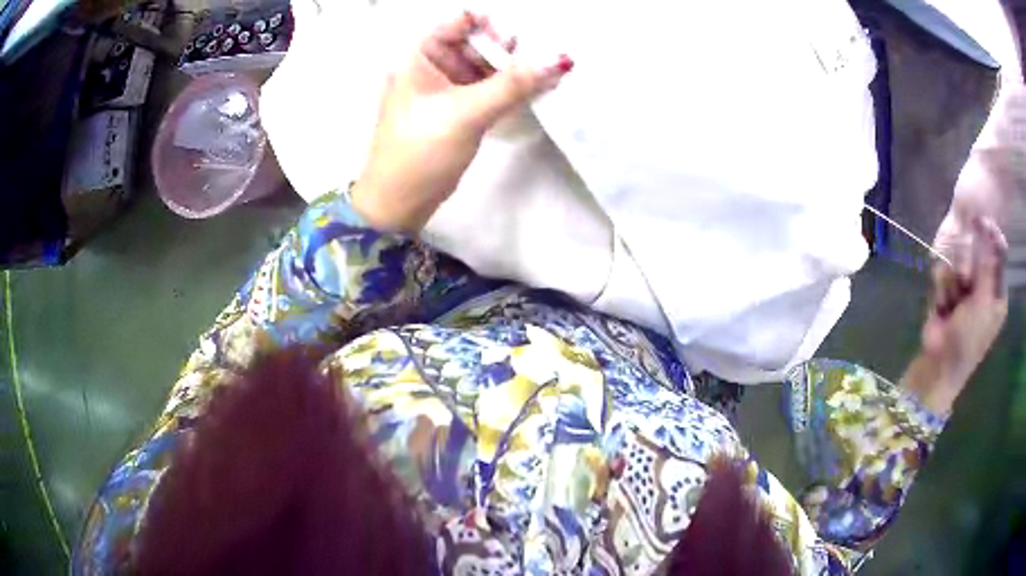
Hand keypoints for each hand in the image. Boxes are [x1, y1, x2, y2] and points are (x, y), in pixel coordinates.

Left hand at [350, 12, 573, 231]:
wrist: (398, 203)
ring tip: (543, 81)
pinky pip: (483, 88)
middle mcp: (429, 64)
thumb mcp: (467, 112)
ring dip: (512, 72)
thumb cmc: (422, 151)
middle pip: (476, 42)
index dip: (494, 27)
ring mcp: (441, 87)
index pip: (462, 19)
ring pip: (483, 66)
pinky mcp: (453, 109)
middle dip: (508, 51)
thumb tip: (561, 59)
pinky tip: (531, 94)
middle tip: (539, 67)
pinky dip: (506, 90)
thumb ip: (515, 84)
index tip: (521, 48)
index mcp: (419, 54)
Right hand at [902, 216, 1008, 412]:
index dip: (990, 237)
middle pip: (977, 253)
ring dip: (952, 280)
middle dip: (966, 265)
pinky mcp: (948, 290)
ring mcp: (965, 288)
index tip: (980, 222)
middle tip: (963, 283)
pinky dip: (941, 287)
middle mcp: (984, 286)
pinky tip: (941, 306)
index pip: (999, 254)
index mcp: (998, 292)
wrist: (939, 365)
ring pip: (958, 260)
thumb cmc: (967, 340)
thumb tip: (988, 226)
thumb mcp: (982, 304)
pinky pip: (944, 272)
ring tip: (950, 304)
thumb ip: (987, 265)